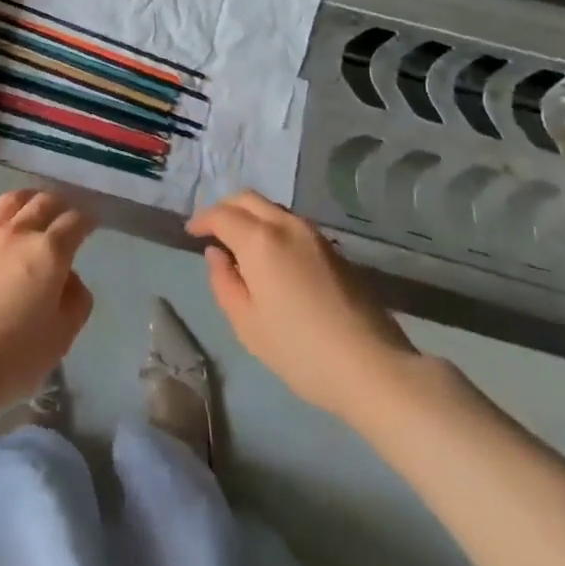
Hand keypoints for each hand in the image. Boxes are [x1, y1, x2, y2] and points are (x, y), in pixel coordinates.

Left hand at [0, 189, 95, 410]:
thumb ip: (76, 301)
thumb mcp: (61, 338)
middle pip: (43, 202)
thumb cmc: (12, 359)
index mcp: (48, 253)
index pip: (74, 222)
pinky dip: (0, 216)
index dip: (87, 220)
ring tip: (33, 206)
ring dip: (29, 199)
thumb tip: (69, 278)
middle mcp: (18, 233)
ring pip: (12, 201)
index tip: (92, 223)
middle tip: (65, 214)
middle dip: (60, 204)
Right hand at [188, 191, 418, 417]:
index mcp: (260, 240)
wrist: (373, 367)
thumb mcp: (247, 324)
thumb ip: (224, 282)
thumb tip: (217, 254)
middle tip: (213, 231)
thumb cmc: (300, 350)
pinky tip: (272, 257)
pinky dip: (272, 228)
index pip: (221, 214)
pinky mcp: (335, 250)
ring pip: (272, 208)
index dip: (202, 220)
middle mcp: (286, 225)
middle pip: (248, 199)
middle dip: (225, 208)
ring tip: (240, 243)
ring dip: (251, 215)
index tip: (191, 233)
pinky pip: (292, 224)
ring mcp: (314, 235)